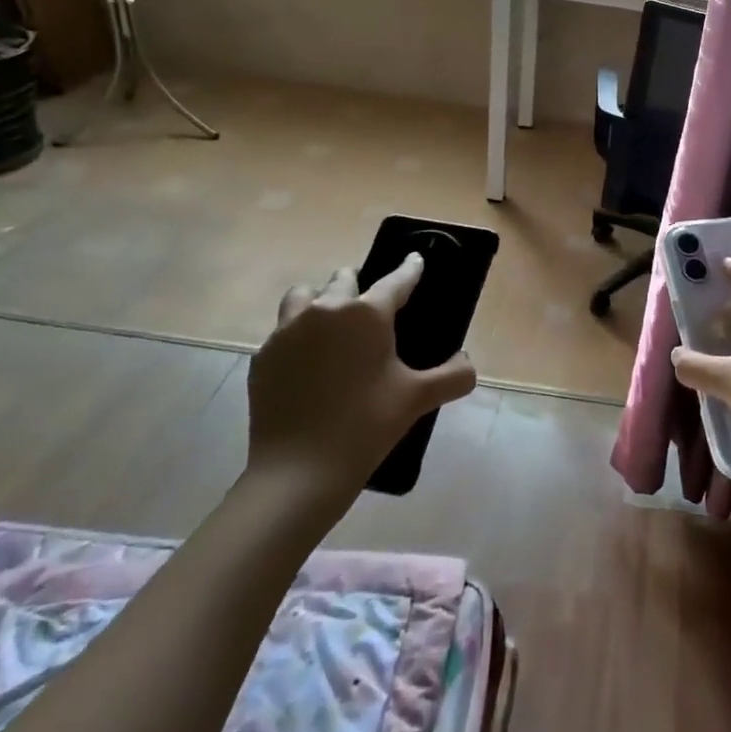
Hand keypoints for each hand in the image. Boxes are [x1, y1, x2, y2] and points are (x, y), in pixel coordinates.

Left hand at [245, 255, 476, 519]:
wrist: (300, 471)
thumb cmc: (367, 425)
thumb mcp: (419, 398)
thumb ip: (454, 375)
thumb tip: (467, 364)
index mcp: (367, 313)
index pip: (396, 280)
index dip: (410, 269)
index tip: (415, 260)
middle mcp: (325, 310)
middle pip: (343, 279)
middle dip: (359, 285)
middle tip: (371, 310)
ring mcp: (287, 332)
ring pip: (304, 296)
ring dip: (320, 302)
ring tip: (332, 327)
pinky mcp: (263, 357)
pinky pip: (282, 332)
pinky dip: (297, 337)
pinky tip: (307, 364)